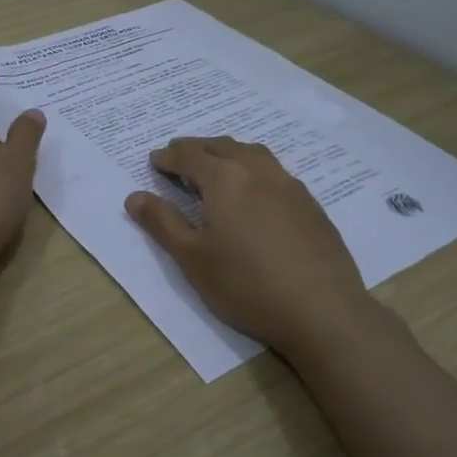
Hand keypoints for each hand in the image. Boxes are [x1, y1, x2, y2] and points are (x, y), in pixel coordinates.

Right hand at [123, 136, 373, 358]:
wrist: (322, 310)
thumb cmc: (246, 285)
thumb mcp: (192, 258)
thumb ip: (162, 223)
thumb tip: (134, 196)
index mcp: (225, 179)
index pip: (190, 155)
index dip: (168, 156)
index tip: (155, 160)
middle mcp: (258, 171)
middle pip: (222, 146)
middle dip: (197, 148)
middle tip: (180, 156)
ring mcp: (290, 186)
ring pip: (253, 154)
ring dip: (228, 152)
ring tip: (217, 166)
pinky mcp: (311, 205)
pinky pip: (276, 172)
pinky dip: (255, 170)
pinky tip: (256, 192)